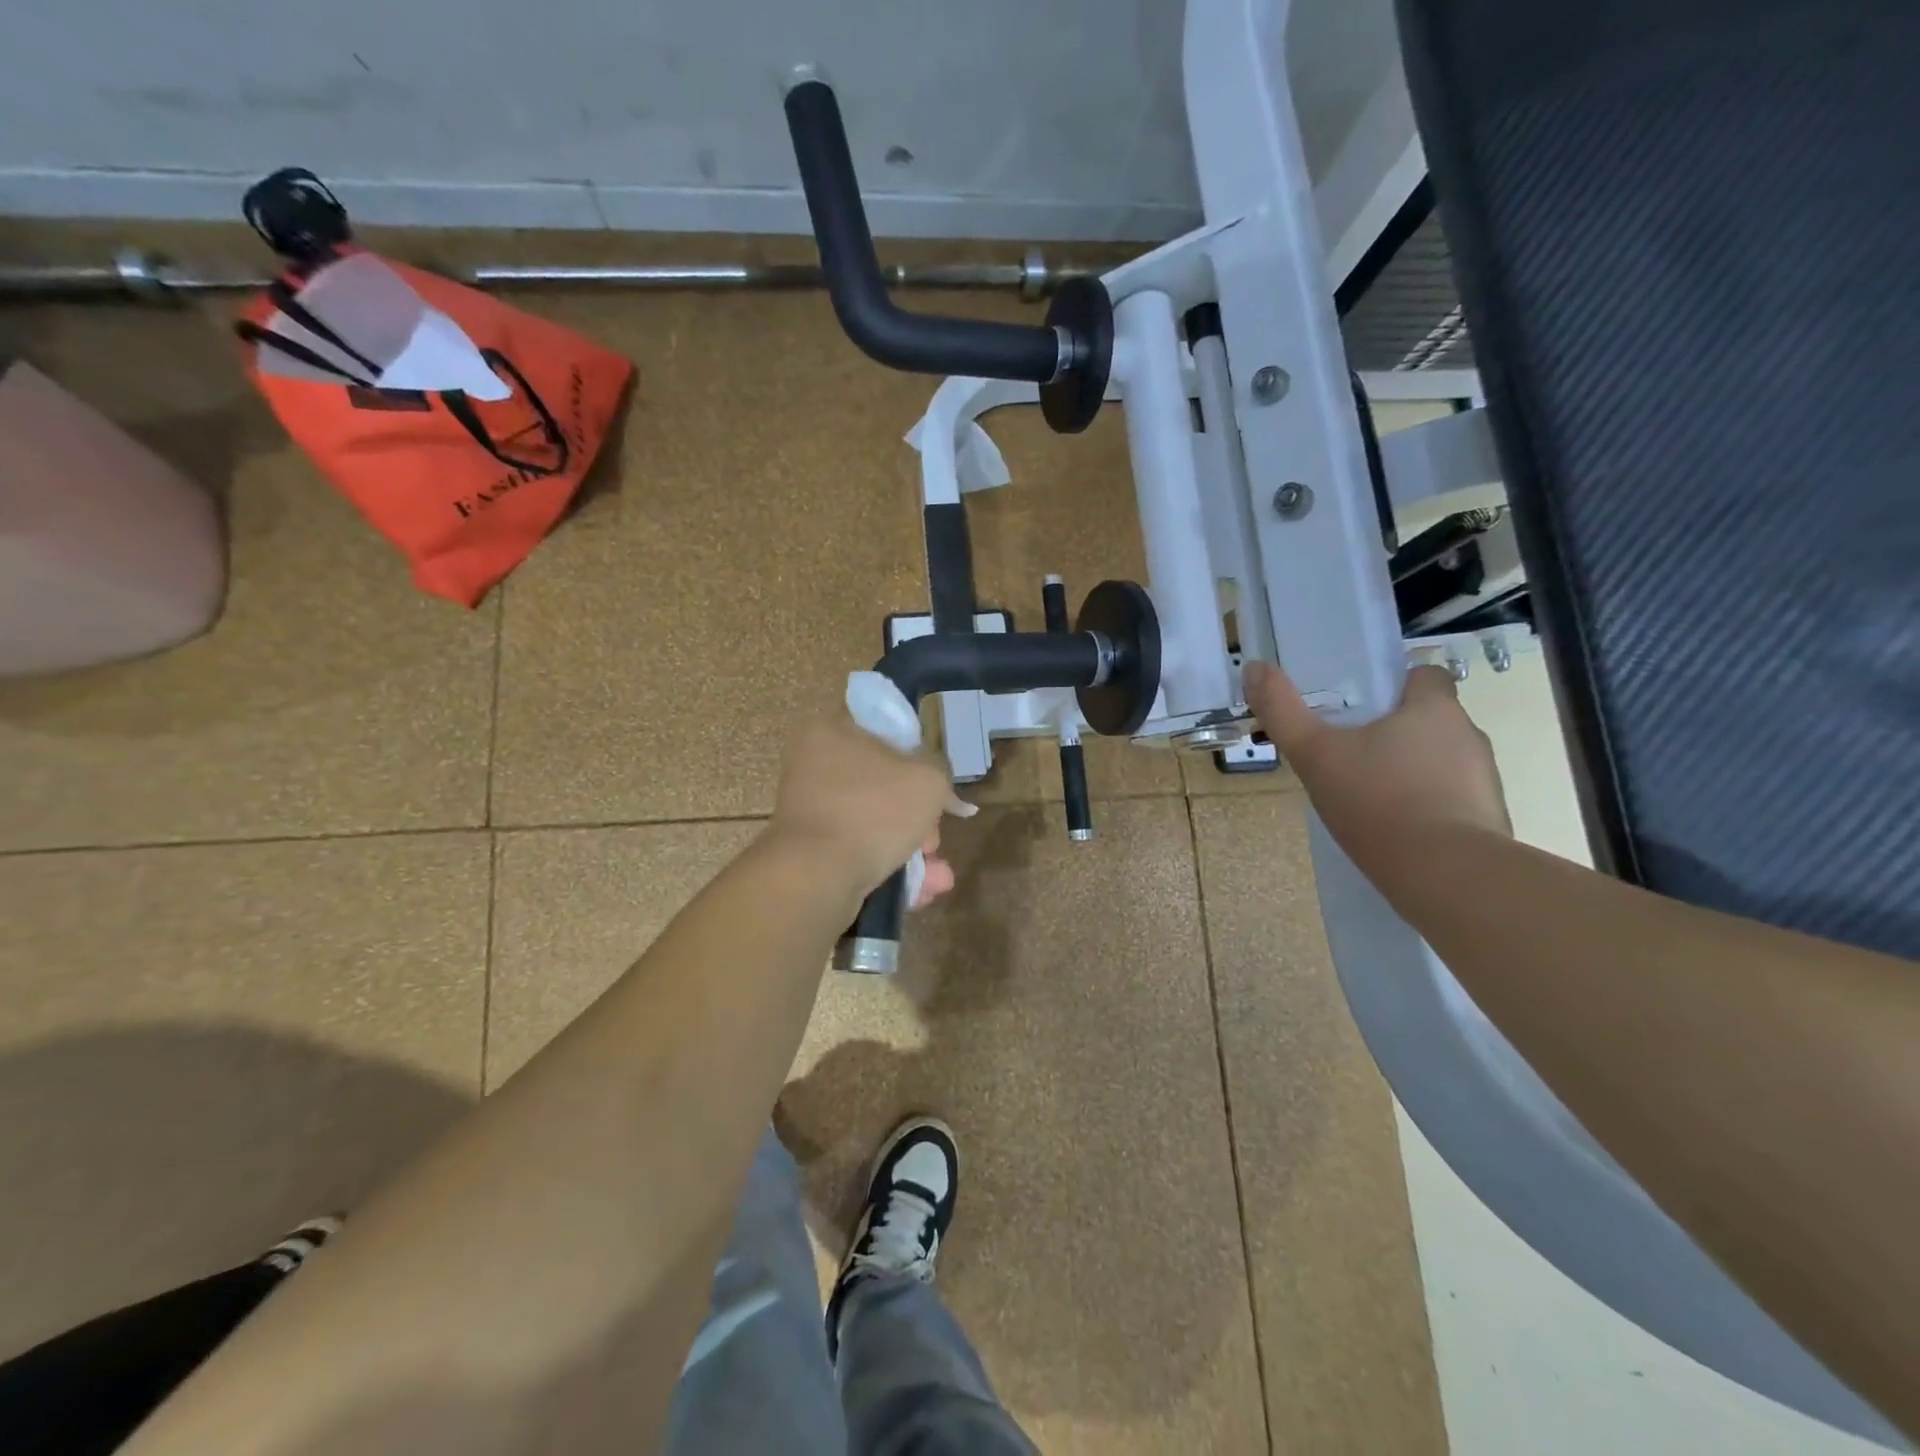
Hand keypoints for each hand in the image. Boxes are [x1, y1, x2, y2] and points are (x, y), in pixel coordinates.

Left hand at [767, 714, 970, 903]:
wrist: (816, 878)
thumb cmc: (873, 811)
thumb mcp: (928, 778)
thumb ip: (938, 766)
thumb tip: (930, 774)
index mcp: (831, 731)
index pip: (879, 725)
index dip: (914, 747)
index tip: (933, 775)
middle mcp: (814, 765)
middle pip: (883, 780)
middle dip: (920, 814)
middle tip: (934, 837)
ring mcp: (811, 810)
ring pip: (875, 820)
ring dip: (912, 847)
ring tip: (938, 877)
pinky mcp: (812, 849)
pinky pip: (860, 848)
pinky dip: (889, 865)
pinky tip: (921, 890)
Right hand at [1243, 659, 1510, 873]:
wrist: (1445, 874)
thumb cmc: (1378, 800)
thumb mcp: (1314, 753)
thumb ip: (1282, 711)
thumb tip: (1253, 667)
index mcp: (1433, 708)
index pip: (1426, 675)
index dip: (1396, 685)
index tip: (1364, 707)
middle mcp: (1468, 735)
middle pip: (1431, 719)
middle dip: (1396, 732)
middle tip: (1352, 755)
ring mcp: (1484, 780)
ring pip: (1442, 761)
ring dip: (1412, 771)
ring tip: (1371, 798)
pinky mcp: (1489, 820)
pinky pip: (1453, 801)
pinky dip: (1428, 807)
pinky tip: (1396, 830)